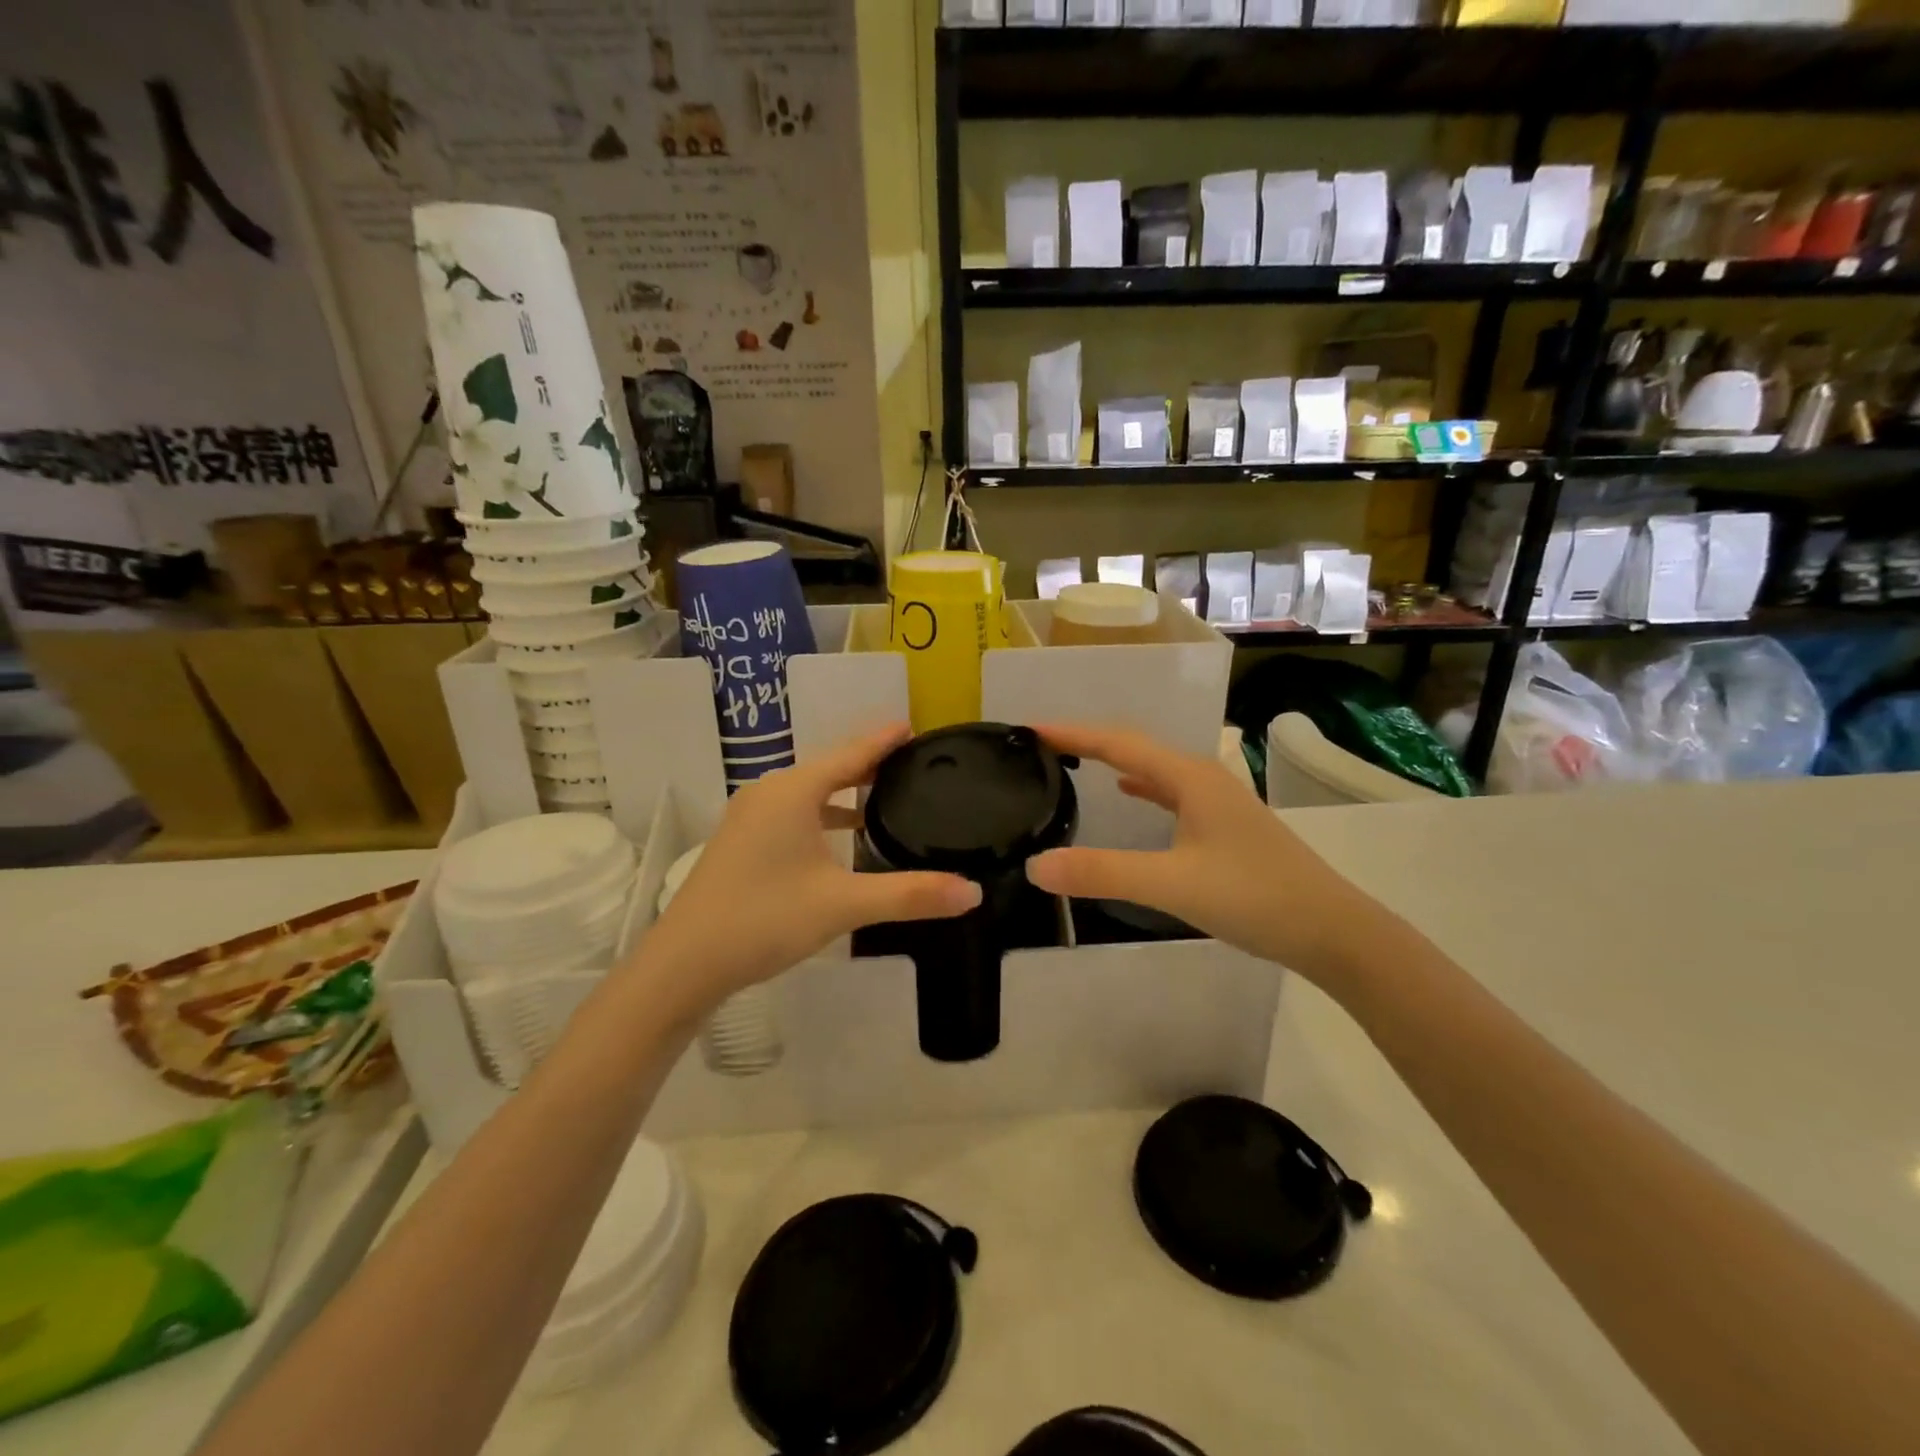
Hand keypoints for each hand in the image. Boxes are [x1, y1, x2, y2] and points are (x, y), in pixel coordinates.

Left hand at [635, 724, 981, 1015]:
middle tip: (910, 763)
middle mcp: (769, 793)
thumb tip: (973, 892)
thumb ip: (909, 894)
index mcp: (792, 792)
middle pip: (828, 768)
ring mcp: (749, 818)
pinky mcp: (741, 842)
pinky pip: (792, 813)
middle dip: (868, 764)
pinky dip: (822, 814)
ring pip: (808, 792)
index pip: (849, 754)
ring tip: (884, 797)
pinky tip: (840, 837)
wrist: (683, 963)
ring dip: (844, 792)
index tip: (913, 726)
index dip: (883, 740)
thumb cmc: (764, 919)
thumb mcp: (843, 905)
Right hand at [1025, 722, 1382, 984]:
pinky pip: (1169, 792)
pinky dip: (1140, 785)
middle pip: (1134, 748)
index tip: (1029, 728)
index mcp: (1188, 777)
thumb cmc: (1253, 897)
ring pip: (1154, 769)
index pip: (1117, 743)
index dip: (1072, 734)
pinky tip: (1130, 793)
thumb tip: (1036, 864)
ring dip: (1113, 760)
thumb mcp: (1171, 885)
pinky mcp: (1224, 825)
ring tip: (1075, 761)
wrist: (1331, 930)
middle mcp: (1202, 777)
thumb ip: (1102, 873)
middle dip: (1088, 742)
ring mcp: (1217, 801)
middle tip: (1042, 745)